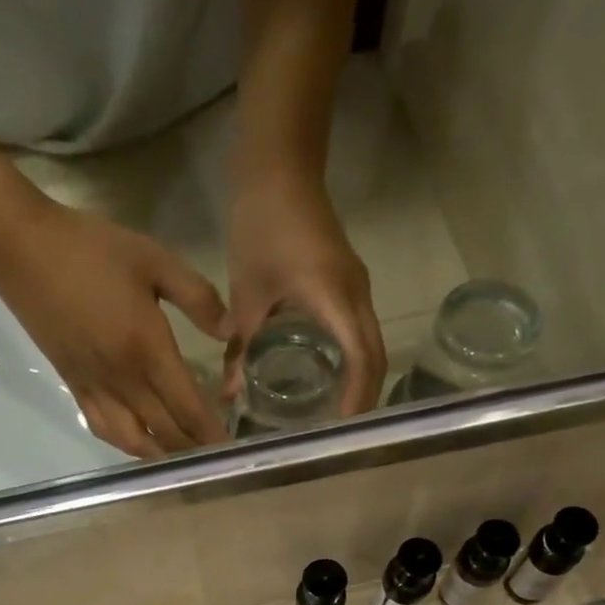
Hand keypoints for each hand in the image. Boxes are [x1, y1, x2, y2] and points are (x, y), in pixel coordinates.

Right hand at [0, 197, 229, 458]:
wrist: (22, 249)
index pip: (189, 407)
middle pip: (166, 432)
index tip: (232, 447)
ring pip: (135, 440)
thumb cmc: (91, 249)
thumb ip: (197, 297)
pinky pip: (104, 429)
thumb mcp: (154, 259)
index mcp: (148, 351)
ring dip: (162, 455)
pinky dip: (127, 444)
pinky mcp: (75, 387)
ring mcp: (96, 388)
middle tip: (214, 457)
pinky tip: (141, 443)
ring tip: (182, 457)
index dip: (212, 431)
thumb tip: (230, 331)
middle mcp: (124, 381)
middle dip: (193, 449)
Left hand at [225, 171, 384, 414]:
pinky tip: (331, 383)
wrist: (279, 168)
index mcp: (334, 297)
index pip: (360, 358)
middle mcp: (356, 295)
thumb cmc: (261, 226)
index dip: (356, 398)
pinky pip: (360, 333)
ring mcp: (356, 288)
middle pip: (375, 357)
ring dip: (362, 382)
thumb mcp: (247, 293)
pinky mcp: (349, 284)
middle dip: (364, 399)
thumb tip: (229, 395)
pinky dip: (353, 362)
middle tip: (344, 437)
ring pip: (371, 346)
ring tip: (340, 419)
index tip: (342, 432)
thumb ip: (240, 348)